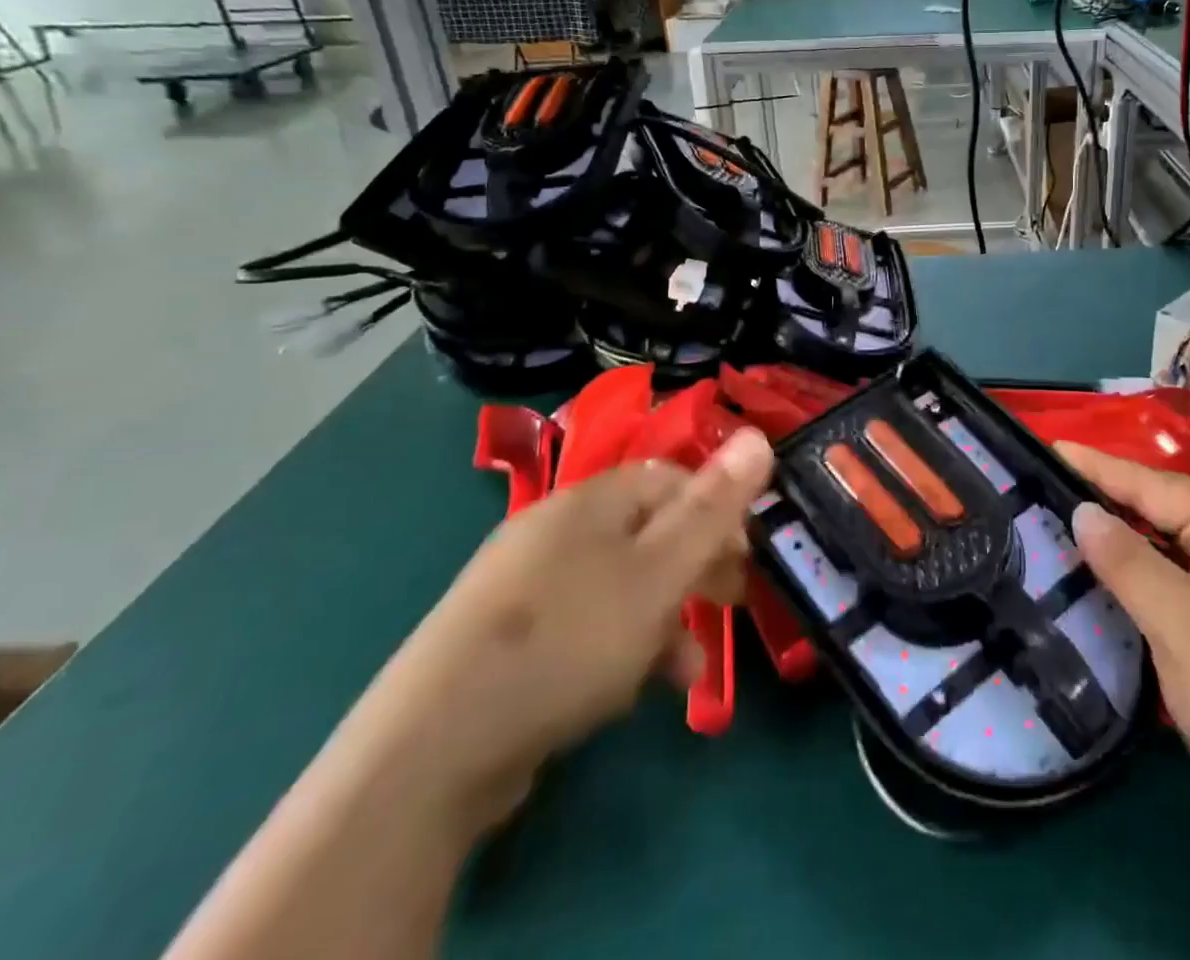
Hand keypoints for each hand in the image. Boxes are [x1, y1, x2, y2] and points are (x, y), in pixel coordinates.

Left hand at [343, 428, 774, 828]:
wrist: (429, 754)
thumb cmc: (569, 641)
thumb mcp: (659, 572)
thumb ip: (714, 507)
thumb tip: (760, 435)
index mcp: (591, 500)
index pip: (672, 478)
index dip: (717, 510)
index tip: (745, 556)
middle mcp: (556, 530)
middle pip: (649, 531)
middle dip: (696, 568)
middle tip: (730, 605)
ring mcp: (525, 586)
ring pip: (621, 586)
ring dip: (664, 620)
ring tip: (689, 670)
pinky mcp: (507, 641)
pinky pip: (584, 627)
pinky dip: (618, 649)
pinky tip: (629, 691)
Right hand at [1059, 443, 1189, 843]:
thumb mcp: (1184, 626)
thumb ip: (1129, 563)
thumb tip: (1082, 509)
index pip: (1148, 482)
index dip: (1094, 465)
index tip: (1044, 445)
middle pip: (1155, 506)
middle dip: (1101, 493)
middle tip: (1038, 485)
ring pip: (1161, 543)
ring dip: (1115, 533)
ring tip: (1057, 521)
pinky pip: (1169, 578)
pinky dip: (1133, 571)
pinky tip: (1101, 577)